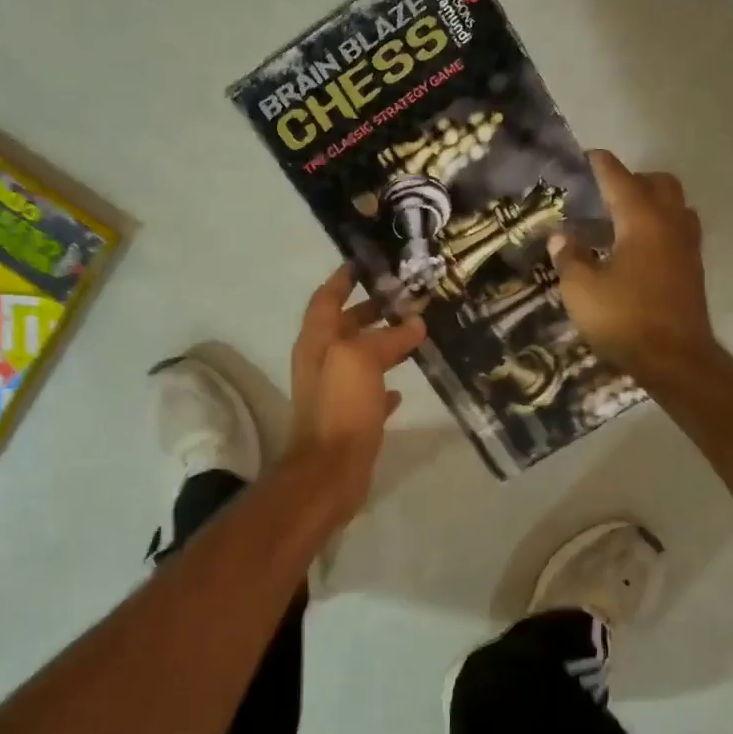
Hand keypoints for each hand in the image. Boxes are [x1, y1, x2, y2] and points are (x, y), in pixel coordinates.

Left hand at [287, 266, 426, 522]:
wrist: (330, 471)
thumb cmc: (341, 407)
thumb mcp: (362, 360)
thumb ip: (387, 337)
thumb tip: (414, 323)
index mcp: (317, 341)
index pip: (327, 298)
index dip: (344, 278)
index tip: (368, 263)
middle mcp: (321, 361)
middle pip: (345, 325)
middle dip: (371, 308)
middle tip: (406, 297)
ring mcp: (334, 391)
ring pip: (359, 358)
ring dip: (382, 343)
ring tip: (416, 334)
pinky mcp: (349, 417)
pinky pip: (368, 392)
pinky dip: (384, 383)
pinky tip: (404, 387)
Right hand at [548, 151, 719, 380]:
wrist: (675, 358)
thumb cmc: (624, 318)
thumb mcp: (581, 289)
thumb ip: (569, 257)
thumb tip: (562, 236)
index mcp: (642, 219)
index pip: (619, 178)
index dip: (600, 165)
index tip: (587, 155)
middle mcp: (670, 222)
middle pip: (658, 183)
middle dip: (632, 180)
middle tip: (604, 194)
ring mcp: (687, 245)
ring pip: (674, 205)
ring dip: (650, 202)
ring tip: (620, 220)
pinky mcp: (692, 267)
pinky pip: (678, 229)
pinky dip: (659, 225)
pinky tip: (636, 248)